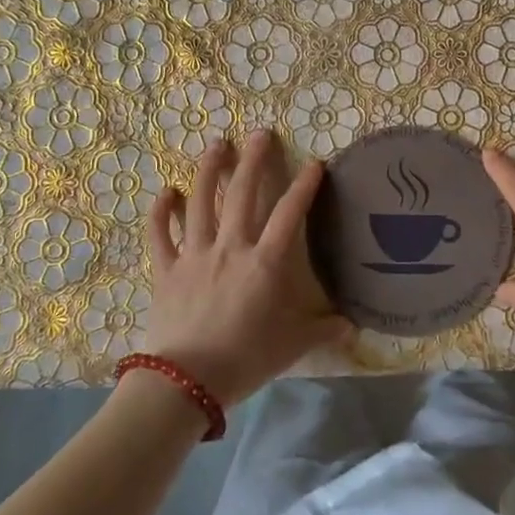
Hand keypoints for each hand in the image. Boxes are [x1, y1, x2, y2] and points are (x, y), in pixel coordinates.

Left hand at [146, 131, 343, 405]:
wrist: (186, 381)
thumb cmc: (246, 359)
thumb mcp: (293, 345)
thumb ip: (323, 329)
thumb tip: (353, 325)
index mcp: (265, 262)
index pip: (290, 214)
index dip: (304, 186)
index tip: (315, 164)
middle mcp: (230, 248)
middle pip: (242, 193)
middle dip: (253, 160)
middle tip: (260, 133)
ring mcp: (195, 255)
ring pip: (200, 202)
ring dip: (209, 170)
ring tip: (217, 144)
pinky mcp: (167, 269)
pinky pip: (161, 234)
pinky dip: (161, 211)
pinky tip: (165, 191)